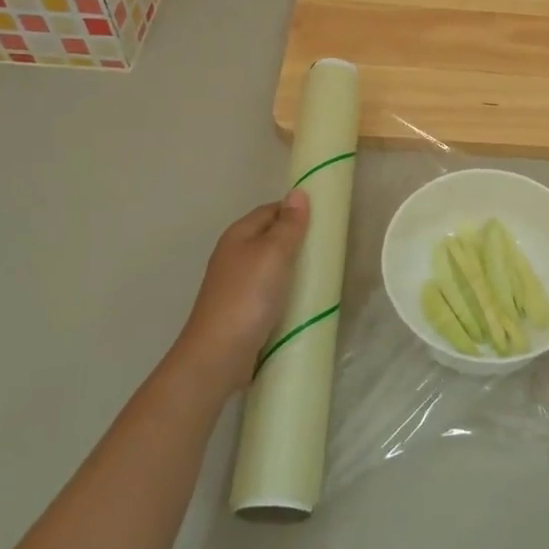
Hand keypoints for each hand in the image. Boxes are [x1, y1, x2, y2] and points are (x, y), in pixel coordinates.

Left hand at [171, 191, 310, 396]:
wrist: (218, 355)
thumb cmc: (247, 297)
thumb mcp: (273, 253)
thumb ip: (288, 225)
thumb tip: (298, 193)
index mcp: (238, 235)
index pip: (271, 210)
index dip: (296, 210)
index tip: (326, 219)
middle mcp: (234, 255)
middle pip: (271, 237)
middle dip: (298, 240)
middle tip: (330, 247)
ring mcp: (237, 284)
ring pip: (272, 265)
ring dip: (294, 267)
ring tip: (324, 272)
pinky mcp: (243, 309)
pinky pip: (271, 290)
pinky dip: (288, 290)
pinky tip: (305, 299)